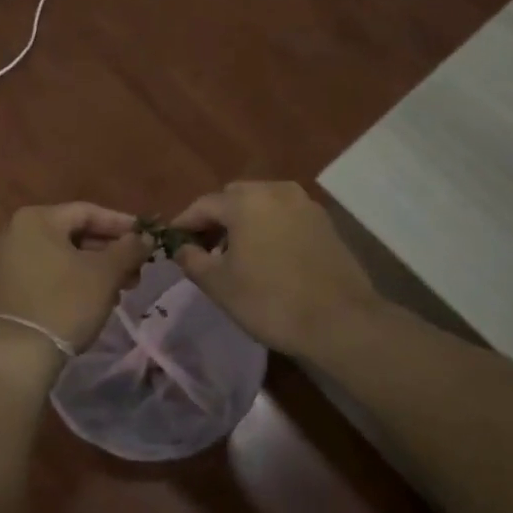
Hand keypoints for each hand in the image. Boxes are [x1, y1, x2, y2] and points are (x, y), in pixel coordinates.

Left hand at [0, 203, 148, 355]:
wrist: (19, 354)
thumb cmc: (65, 303)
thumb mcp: (105, 273)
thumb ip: (129, 249)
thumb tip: (146, 237)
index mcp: (37, 219)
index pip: (88, 212)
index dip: (122, 224)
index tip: (148, 238)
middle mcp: (18, 231)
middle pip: (76, 233)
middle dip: (111, 251)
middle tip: (138, 269)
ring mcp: (10, 259)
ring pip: (65, 254)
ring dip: (97, 268)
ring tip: (124, 288)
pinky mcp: (11, 284)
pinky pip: (51, 271)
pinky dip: (76, 279)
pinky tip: (99, 297)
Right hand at [172, 181, 380, 357]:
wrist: (340, 321)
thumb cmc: (270, 301)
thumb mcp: (219, 285)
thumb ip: (192, 260)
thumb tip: (181, 247)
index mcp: (246, 201)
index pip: (204, 205)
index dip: (184, 223)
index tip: (172, 242)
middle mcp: (276, 191)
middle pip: (234, 198)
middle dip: (216, 219)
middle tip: (205, 249)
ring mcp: (305, 205)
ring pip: (262, 204)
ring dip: (244, 222)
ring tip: (236, 255)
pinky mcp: (325, 223)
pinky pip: (285, 216)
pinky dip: (270, 228)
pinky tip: (268, 257)